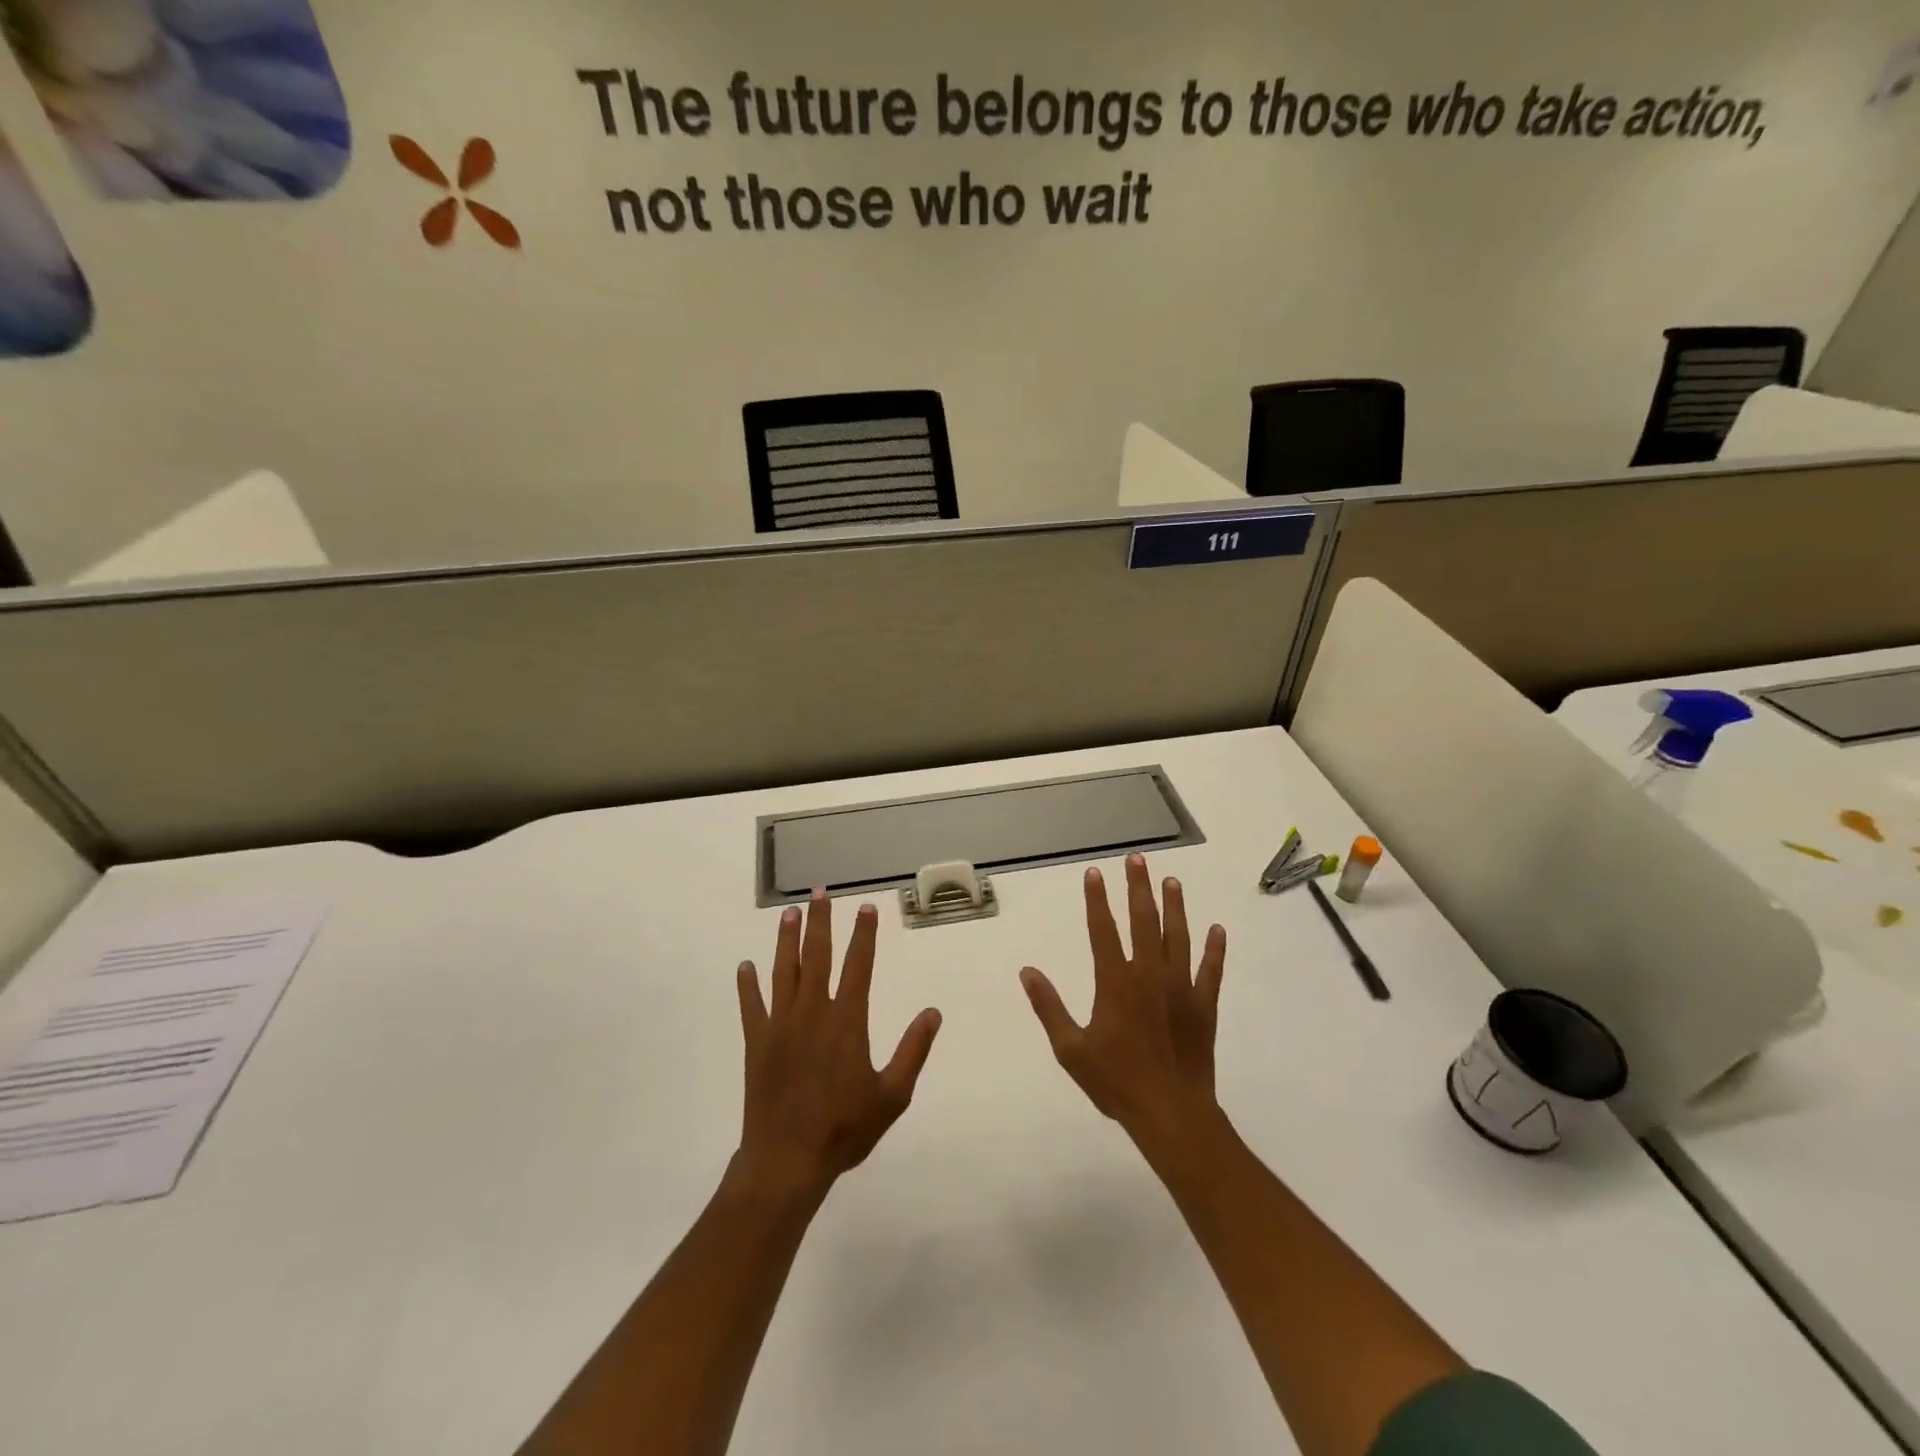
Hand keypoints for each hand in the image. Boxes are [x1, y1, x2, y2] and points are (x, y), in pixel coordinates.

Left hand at [734, 891, 941, 1203]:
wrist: (787, 1161)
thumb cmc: (844, 1129)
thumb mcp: (892, 1095)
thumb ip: (913, 1050)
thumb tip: (932, 1013)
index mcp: (847, 1021)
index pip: (858, 965)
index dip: (863, 934)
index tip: (865, 907)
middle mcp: (813, 1012)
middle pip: (817, 956)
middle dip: (820, 922)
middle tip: (819, 892)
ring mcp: (780, 1025)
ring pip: (784, 972)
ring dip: (786, 941)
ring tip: (788, 913)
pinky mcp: (757, 1043)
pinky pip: (751, 1006)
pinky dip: (747, 986)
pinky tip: (745, 967)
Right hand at [1020, 854, 1226, 1148]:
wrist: (1171, 1113)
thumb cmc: (1116, 1082)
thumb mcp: (1071, 1049)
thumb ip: (1049, 1007)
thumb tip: (1027, 971)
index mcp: (1115, 982)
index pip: (1103, 929)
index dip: (1097, 899)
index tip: (1095, 873)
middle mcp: (1149, 975)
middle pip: (1143, 921)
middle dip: (1139, 887)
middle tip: (1138, 860)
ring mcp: (1181, 988)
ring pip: (1177, 937)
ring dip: (1174, 907)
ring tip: (1171, 882)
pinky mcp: (1204, 1005)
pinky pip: (1211, 970)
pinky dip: (1215, 949)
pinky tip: (1217, 929)